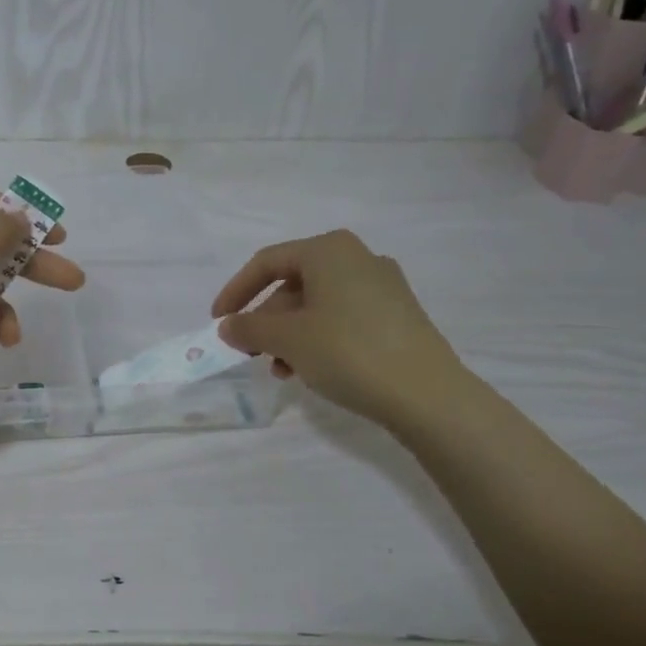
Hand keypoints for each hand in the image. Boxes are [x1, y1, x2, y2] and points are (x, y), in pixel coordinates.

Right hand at [212, 230, 465, 426]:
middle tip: (250, 352)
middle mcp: (357, 258)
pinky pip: (342, 317)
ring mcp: (382, 286)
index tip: (218, 322)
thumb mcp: (287, 340)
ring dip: (289, 334)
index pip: (266, 263)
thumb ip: (249, 328)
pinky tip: (310, 369)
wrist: (427, 394)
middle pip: (293, 284)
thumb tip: (227, 326)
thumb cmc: (348, 352)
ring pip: (317, 304)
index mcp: (329, 250)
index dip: (236, 291)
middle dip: (266, 320)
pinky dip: (317, 338)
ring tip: (280, 369)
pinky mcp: (398, 314)